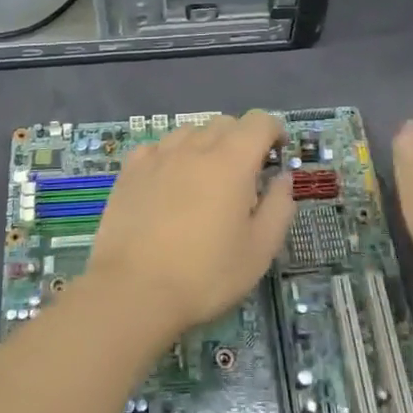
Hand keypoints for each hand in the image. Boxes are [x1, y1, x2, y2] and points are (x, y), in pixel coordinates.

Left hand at [85, 111, 293, 344]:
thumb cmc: (205, 275)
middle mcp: (194, 148)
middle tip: (245, 176)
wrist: (133, 290)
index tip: (278, 153)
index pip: (259, 121)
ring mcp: (158, 156)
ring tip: (205, 180)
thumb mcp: (259, 250)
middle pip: (224, 123)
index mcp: (231, 162)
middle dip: (242, 139)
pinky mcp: (130, 170)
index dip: (274, 131)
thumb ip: (279, 207)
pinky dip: (172, 156)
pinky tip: (169, 182)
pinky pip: (158, 147)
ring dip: (206, 145)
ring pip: (190, 131)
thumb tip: (283, 178)